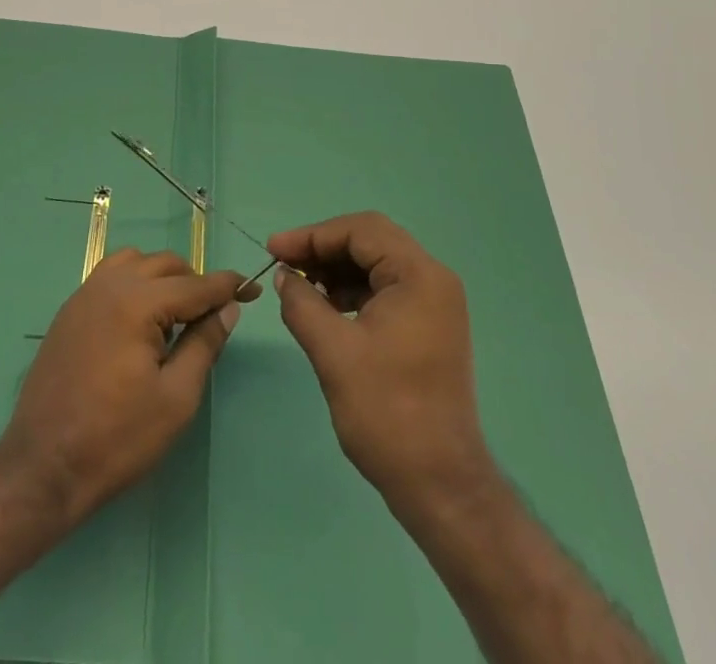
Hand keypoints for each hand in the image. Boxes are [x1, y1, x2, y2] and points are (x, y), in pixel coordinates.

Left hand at [1, 249, 257, 522]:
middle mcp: (110, 284)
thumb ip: (204, 345)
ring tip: (176, 315)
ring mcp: (85, 294)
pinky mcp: (70, 310)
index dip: (228, 286)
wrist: (43, 466)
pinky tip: (141, 319)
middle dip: (195, 282)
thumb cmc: (116, 438)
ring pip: (135, 262)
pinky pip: (110, 276)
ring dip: (162, 277)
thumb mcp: (175, 398)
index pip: (195, 284)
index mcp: (137, 301)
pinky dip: (135, 283)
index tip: (253, 289)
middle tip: (214, 315)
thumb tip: (228, 309)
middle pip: (165, 264)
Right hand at [269, 212, 492, 509]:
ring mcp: (434, 304)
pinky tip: (325, 306)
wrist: (440, 485)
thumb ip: (302, 304)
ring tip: (299, 286)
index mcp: (419, 276)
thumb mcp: (333, 352)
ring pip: (376, 264)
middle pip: (370, 241)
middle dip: (323, 248)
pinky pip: (385, 289)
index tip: (275, 250)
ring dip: (336, 269)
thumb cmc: (387, 413)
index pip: (361, 231)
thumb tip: (285, 277)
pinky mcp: (428, 326)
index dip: (313, 235)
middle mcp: (433, 280)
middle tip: (284, 264)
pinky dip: (352, 290)